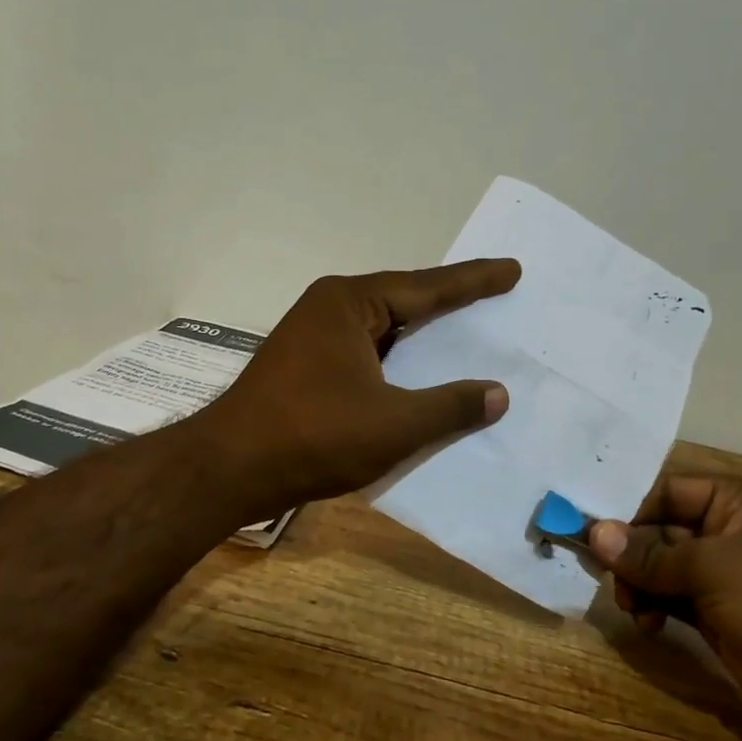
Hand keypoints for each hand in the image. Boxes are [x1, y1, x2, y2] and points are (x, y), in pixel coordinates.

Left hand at [202, 261, 520, 515]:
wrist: (229, 469)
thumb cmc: (313, 436)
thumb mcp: (393, 424)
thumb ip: (449, 406)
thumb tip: (497, 394)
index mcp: (350, 303)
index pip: (427, 287)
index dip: (474, 281)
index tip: (512, 271)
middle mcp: (330, 309)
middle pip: (404, 302)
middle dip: (450, 304)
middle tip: (496, 296)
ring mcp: (313, 338)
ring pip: (384, 331)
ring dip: (422, 337)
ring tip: (467, 334)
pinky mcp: (306, 368)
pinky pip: (367, 355)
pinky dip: (398, 363)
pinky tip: (420, 376)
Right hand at [588, 475, 741, 740]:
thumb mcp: (715, 569)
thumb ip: (651, 554)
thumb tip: (595, 533)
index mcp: (741, 501)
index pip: (668, 492)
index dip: (629, 511)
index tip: (590, 535)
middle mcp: (734, 531)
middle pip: (662, 530)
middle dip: (632, 554)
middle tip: (608, 578)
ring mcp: (731, 576)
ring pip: (665, 568)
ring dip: (641, 585)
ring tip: (634, 608)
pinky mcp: (727, 616)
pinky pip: (677, 600)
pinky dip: (657, 608)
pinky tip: (650, 624)